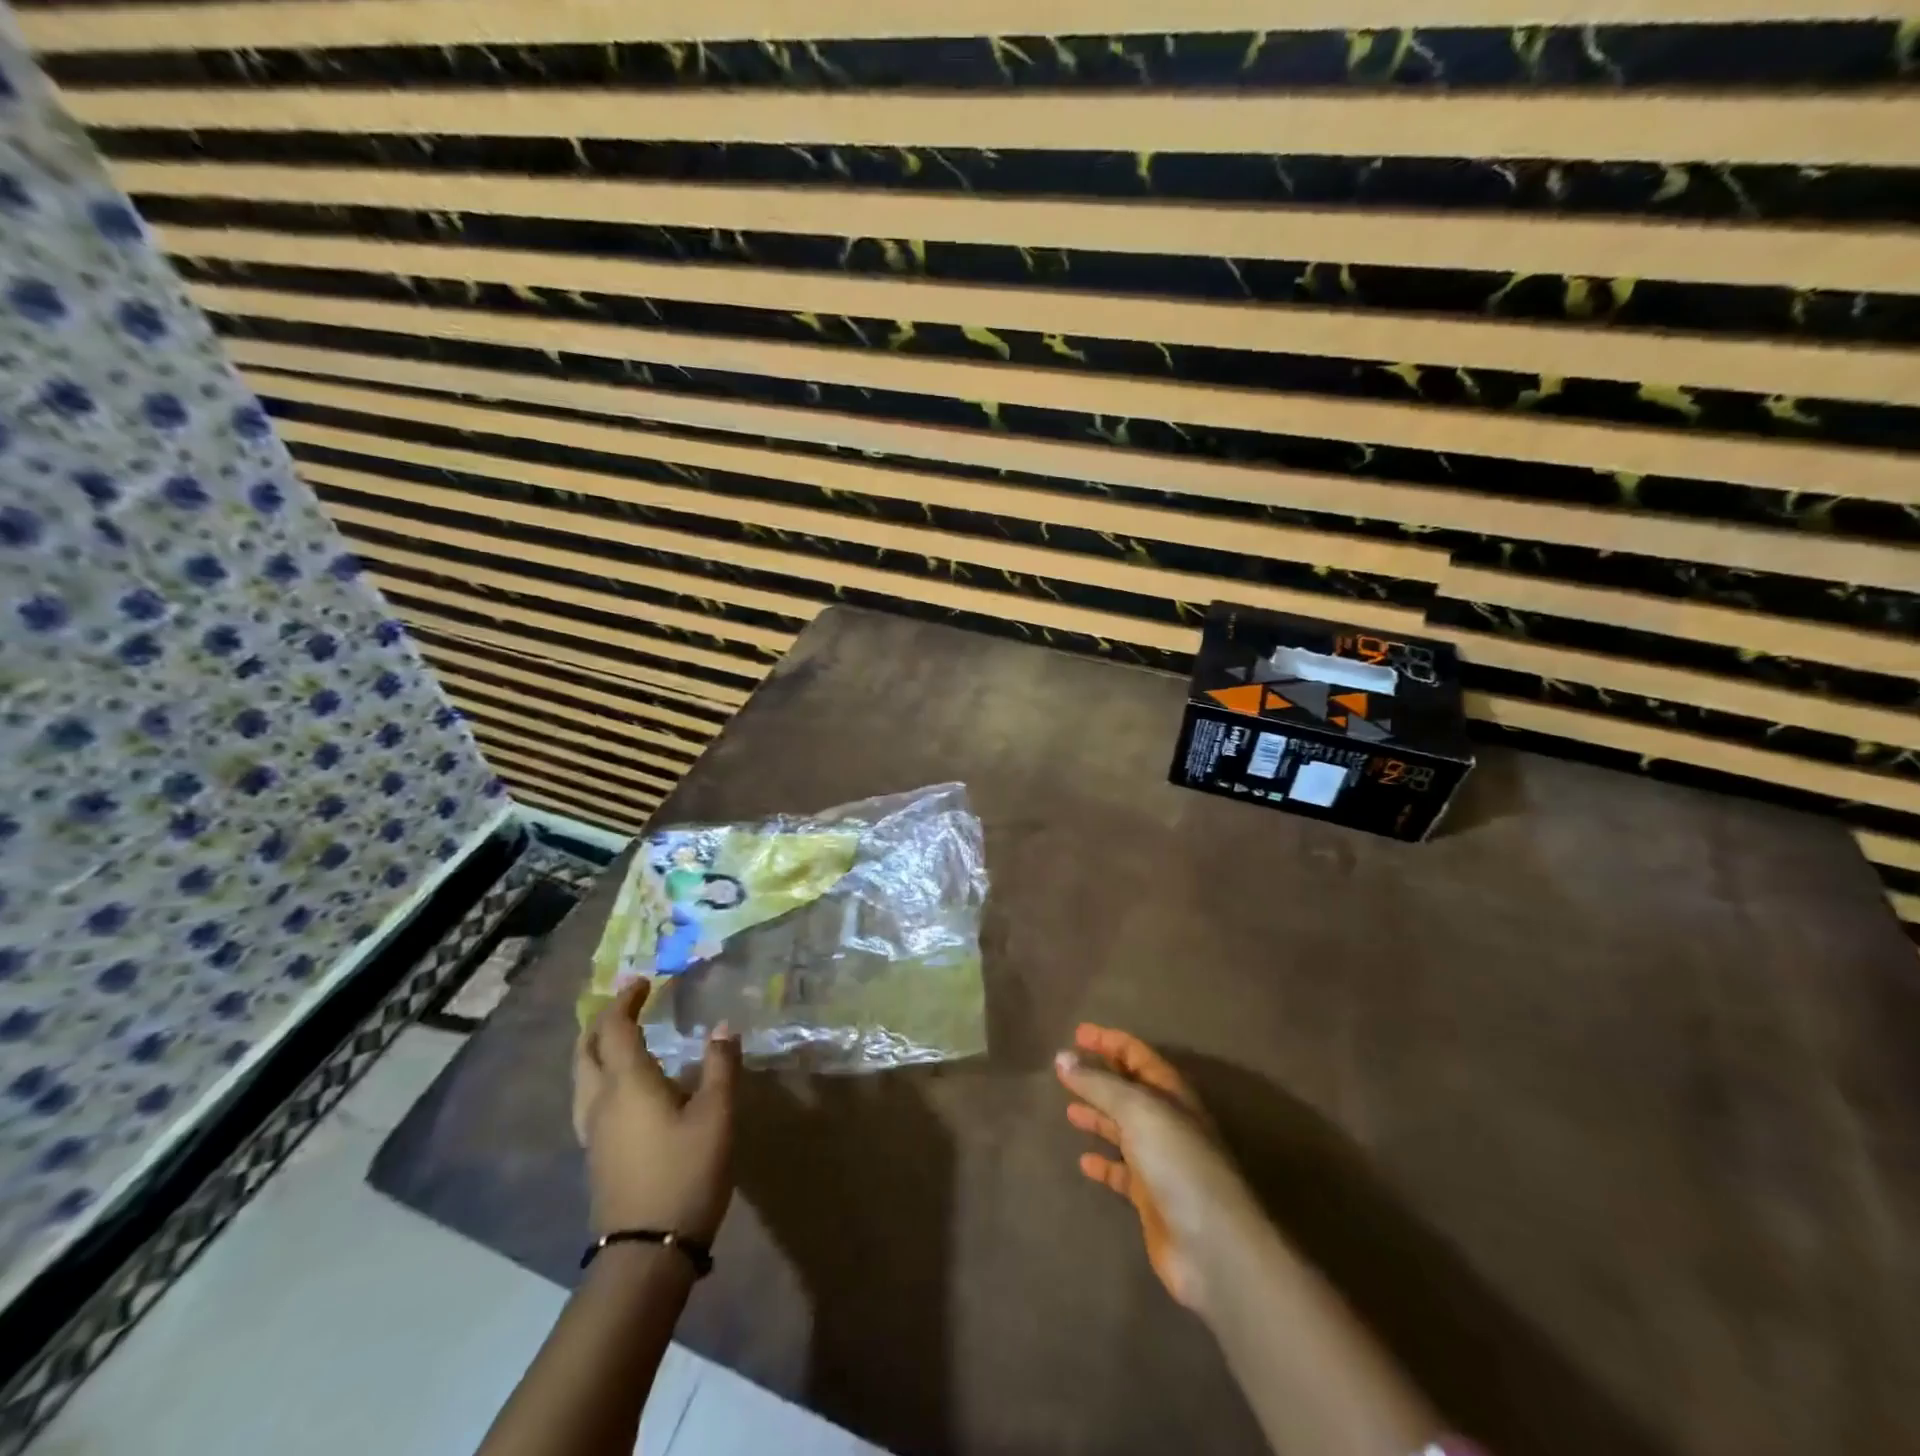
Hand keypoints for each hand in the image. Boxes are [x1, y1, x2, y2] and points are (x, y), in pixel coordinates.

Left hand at [572, 979, 739, 1241]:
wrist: (647, 1253)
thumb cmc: (686, 1173)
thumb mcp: (717, 1115)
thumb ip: (721, 1067)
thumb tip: (723, 1027)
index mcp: (627, 1084)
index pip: (615, 1029)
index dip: (626, 1001)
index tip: (643, 981)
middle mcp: (601, 1101)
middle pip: (586, 1050)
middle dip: (602, 1020)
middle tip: (627, 1003)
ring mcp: (593, 1131)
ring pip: (581, 1076)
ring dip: (595, 1047)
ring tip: (618, 1036)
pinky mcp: (596, 1154)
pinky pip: (587, 1098)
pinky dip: (599, 1073)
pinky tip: (622, 1086)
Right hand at [1055, 1023, 1256, 1310]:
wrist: (1212, 1245)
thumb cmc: (1177, 1162)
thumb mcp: (1137, 1111)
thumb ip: (1099, 1084)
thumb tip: (1062, 1057)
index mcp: (1171, 1093)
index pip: (1137, 1054)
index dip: (1109, 1041)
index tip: (1077, 1033)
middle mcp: (1167, 1121)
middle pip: (1129, 1089)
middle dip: (1099, 1076)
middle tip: (1065, 1068)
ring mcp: (1160, 1160)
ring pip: (1123, 1129)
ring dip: (1098, 1116)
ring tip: (1068, 1110)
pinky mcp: (1151, 1197)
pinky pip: (1121, 1172)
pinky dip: (1104, 1163)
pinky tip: (1083, 1161)